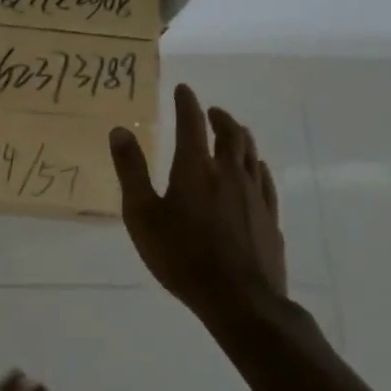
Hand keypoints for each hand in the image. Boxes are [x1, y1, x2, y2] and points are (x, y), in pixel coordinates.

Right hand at [109, 84, 285, 320]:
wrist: (240, 300)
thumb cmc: (182, 256)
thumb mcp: (142, 215)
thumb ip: (131, 170)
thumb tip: (121, 130)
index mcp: (195, 168)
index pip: (191, 123)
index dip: (186, 103)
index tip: (183, 90)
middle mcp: (228, 173)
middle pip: (230, 134)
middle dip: (219, 117)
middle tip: (210, 111)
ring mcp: (254, 195)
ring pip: (250, 153)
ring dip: (240, 136)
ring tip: (233, 132)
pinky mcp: (269, 217)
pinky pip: (264, 179)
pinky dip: (255, 165)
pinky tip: (254, 170)